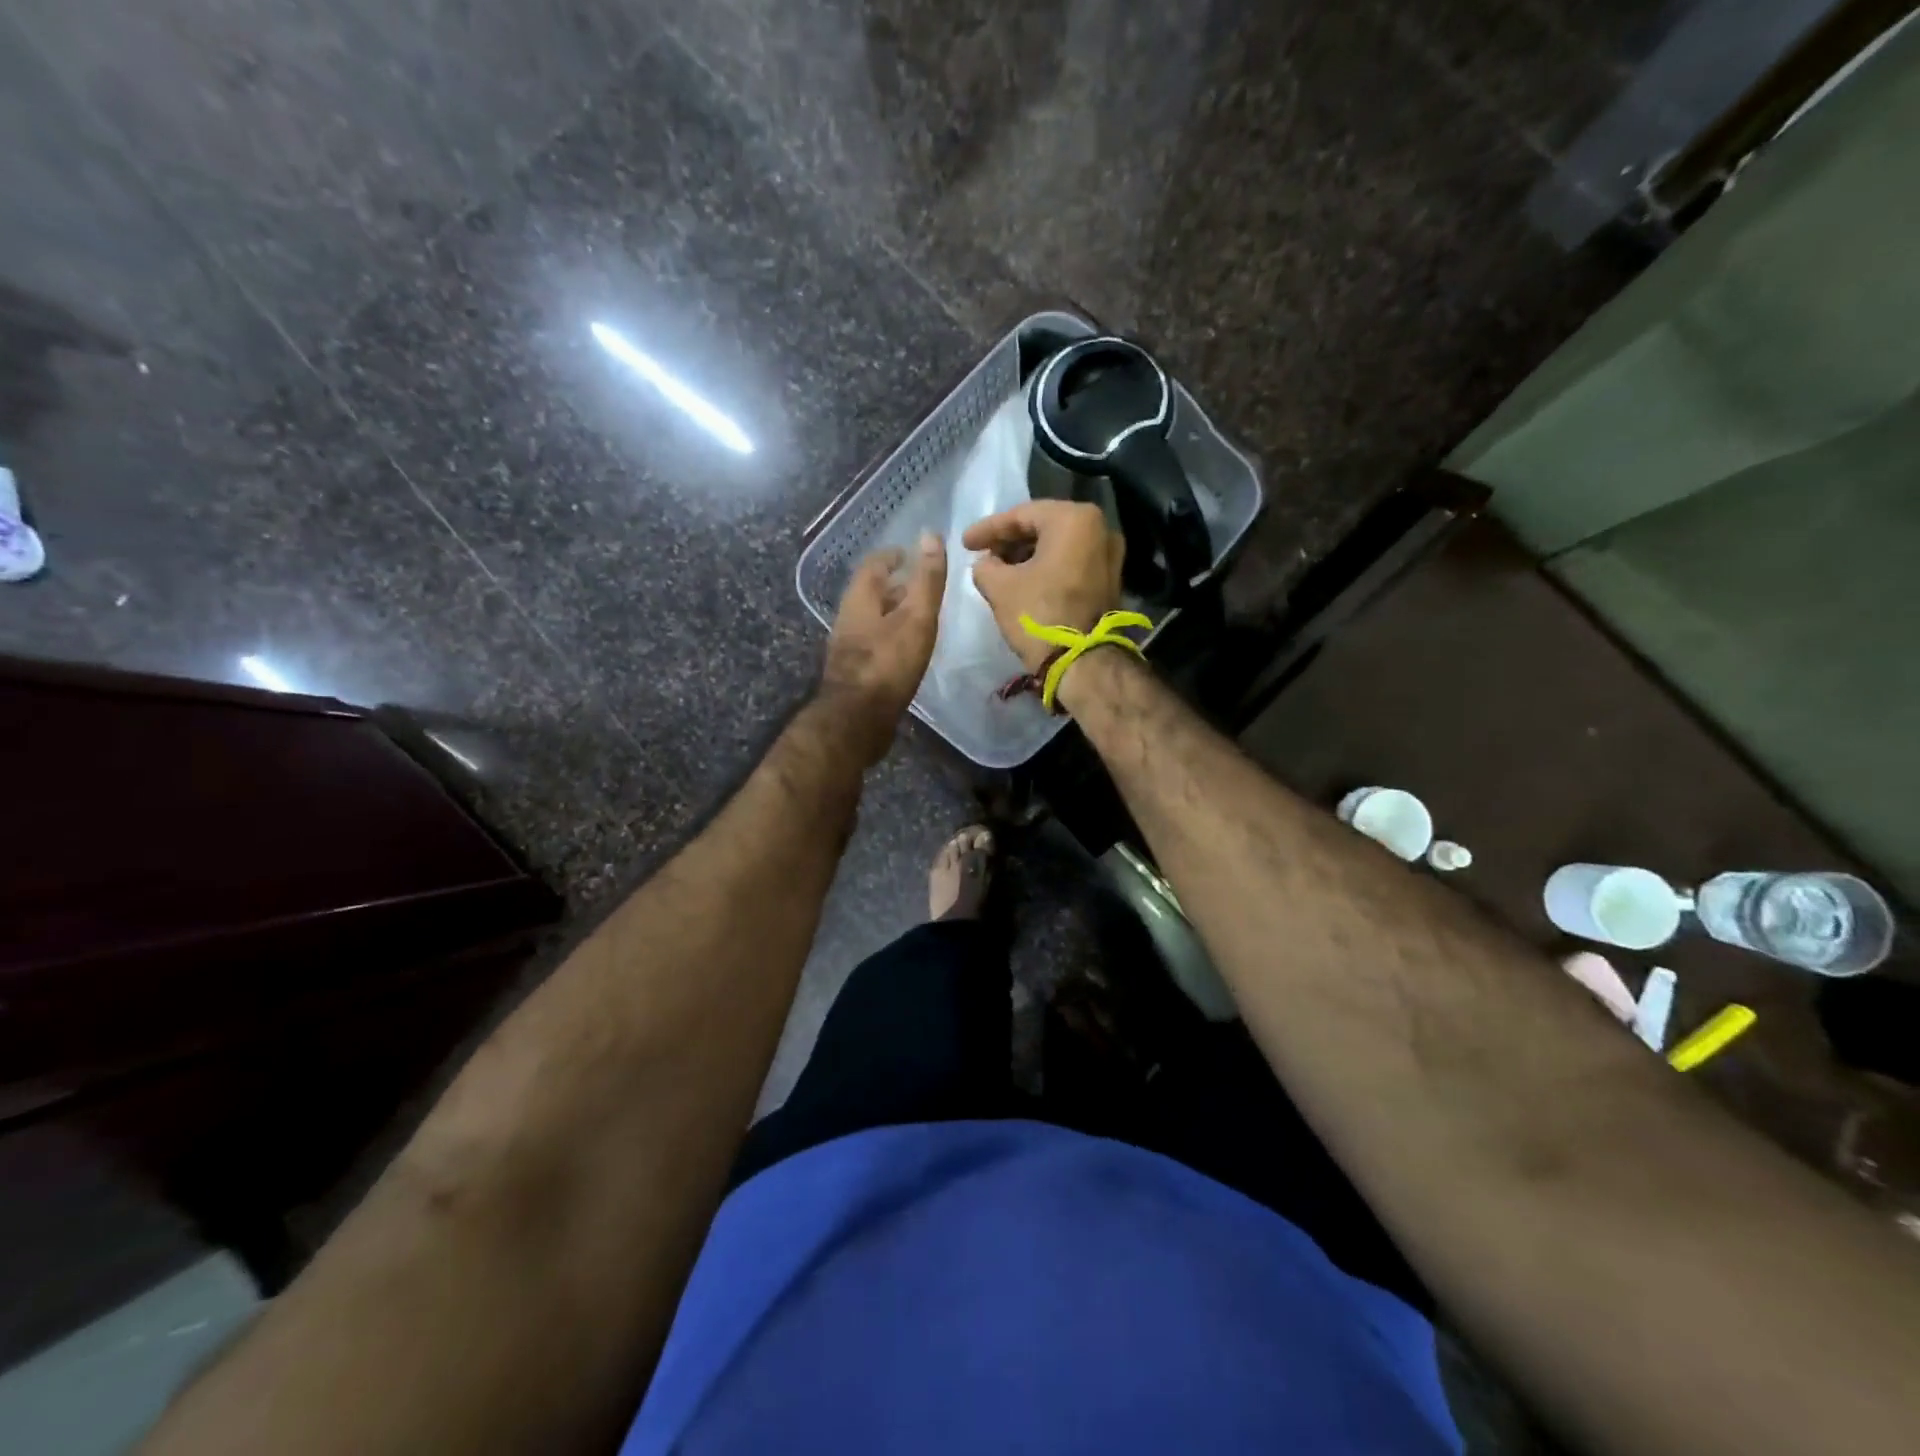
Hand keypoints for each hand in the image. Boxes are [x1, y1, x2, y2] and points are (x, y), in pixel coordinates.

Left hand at [820, 533, 946, 759]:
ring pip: (872, 620)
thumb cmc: (888, 664)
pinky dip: (891, 639)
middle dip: (895, 586)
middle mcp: (848, 618)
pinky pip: (874, 645)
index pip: (874, 565)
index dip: (893, 556)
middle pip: (871, 593)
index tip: (911, 554)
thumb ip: (926, 580)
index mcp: (859, 599)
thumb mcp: (915, 618)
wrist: (857, 721)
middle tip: (921, 585)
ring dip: (893, 614)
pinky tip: (907, 651)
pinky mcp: (854, 673)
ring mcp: (848, 648)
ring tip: (919, 618)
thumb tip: (931, 535)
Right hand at [961, 501, 1123, 672]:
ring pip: (1059, 545)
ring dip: (1027, 555)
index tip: (964, 543)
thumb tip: (986, 564)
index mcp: (1074, 519)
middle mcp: (1100, 528)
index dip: (988, 529)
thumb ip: (985, 566)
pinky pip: (1071, 562)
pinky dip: (1047, 567)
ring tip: (998, 569)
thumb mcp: (999, 587)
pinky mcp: (1110, 580)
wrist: (1082, 662)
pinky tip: (1023, 580)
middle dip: (1010, 541)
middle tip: (982, 554)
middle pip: (1043, 527)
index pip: (1021, 515)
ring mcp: (1110, 555)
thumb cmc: (1040, 615)